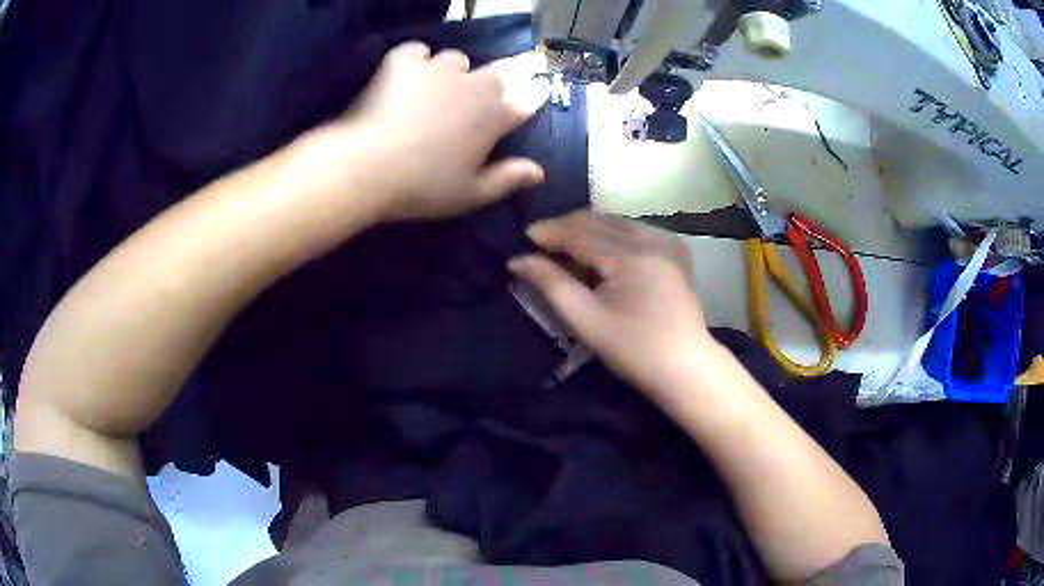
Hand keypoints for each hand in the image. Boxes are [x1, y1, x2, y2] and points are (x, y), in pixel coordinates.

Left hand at [298, 43, 550, 222]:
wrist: (367, 166)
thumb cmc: (423, 186)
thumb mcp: (470, 194)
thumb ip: (507, 180)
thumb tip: (539, 172)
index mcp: (494, 117)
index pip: (526, 99)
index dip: (534, 92)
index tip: (538, 87)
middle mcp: (473, 86)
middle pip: (499, 73)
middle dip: (503, 77)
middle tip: (491, 88)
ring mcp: (438, 69)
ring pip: (457, 60)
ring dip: (455, 72)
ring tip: (439, 87)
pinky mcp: (405, 61)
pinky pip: (418, 51)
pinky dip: (416, 61)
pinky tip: (408, 75)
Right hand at [508, 211, 713, 397]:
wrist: (685, 368)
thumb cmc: (633, 350)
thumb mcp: (585, 319)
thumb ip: (550, 284)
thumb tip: (517, 260)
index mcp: (632, 254)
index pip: (580, 232)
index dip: (550, 232)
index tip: (524, 236)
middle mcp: (652, 237)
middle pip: (598, 220)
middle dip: (566, 227)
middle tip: (540, 241)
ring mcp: (667, 241)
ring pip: (616, 222)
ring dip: (587, 229)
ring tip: (564, 246)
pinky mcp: (675, 250)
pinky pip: (634, 230)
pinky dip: (611, 235)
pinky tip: (598, 251)